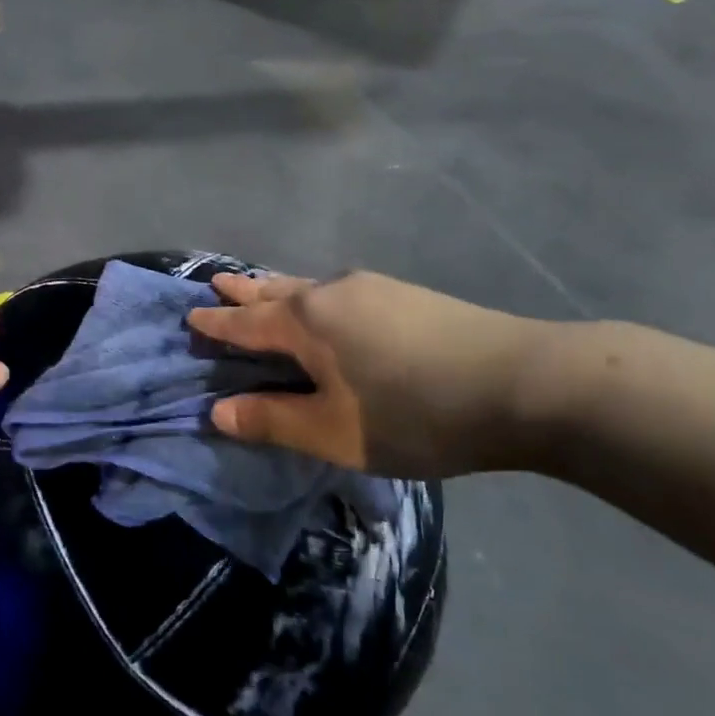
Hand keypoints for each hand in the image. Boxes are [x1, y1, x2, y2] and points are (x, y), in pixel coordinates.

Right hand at [186, 271, 555, 479]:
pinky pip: (339, 291)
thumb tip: (219, 412)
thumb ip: (274, 420)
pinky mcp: (406, 295)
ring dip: (280, 289)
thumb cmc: (415, 413)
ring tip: (263, 289)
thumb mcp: (335, 432)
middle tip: (216, 283)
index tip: (190, 315)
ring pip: (309, 287)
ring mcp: (373, 288)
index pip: (246, 323)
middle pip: (274, 291)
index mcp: (306, 321)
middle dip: (243, 292)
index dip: (216, 324)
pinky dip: (314, 297)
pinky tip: (330, 308)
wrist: (524, 383)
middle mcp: (332, 292)